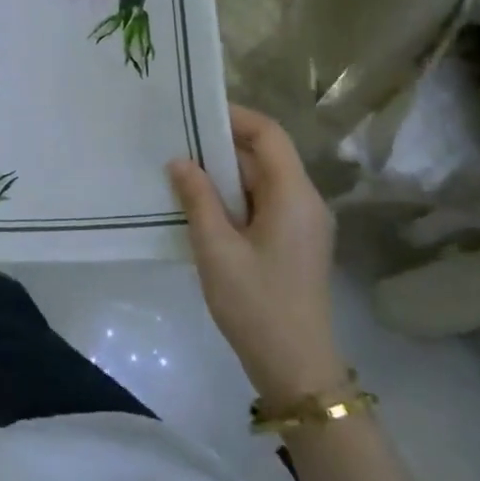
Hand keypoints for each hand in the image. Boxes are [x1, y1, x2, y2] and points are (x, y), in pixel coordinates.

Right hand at [168, 105, 345, 407]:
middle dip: (220, 147)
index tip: (193, 112)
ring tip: (179, 173)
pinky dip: (232, 199)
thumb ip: (197, 198)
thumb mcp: (216, 248)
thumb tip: (180, 161)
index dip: (234, 117)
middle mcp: (305, 202)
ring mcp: (302, 224)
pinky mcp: (293, 243)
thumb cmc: (256, 303)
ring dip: (223, 175)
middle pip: (265, 156)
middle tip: (174, 143)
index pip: (269, 135)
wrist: (295, 368)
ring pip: (261, 182)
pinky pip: (262, 204)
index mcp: (294, 196)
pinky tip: (199, 207)